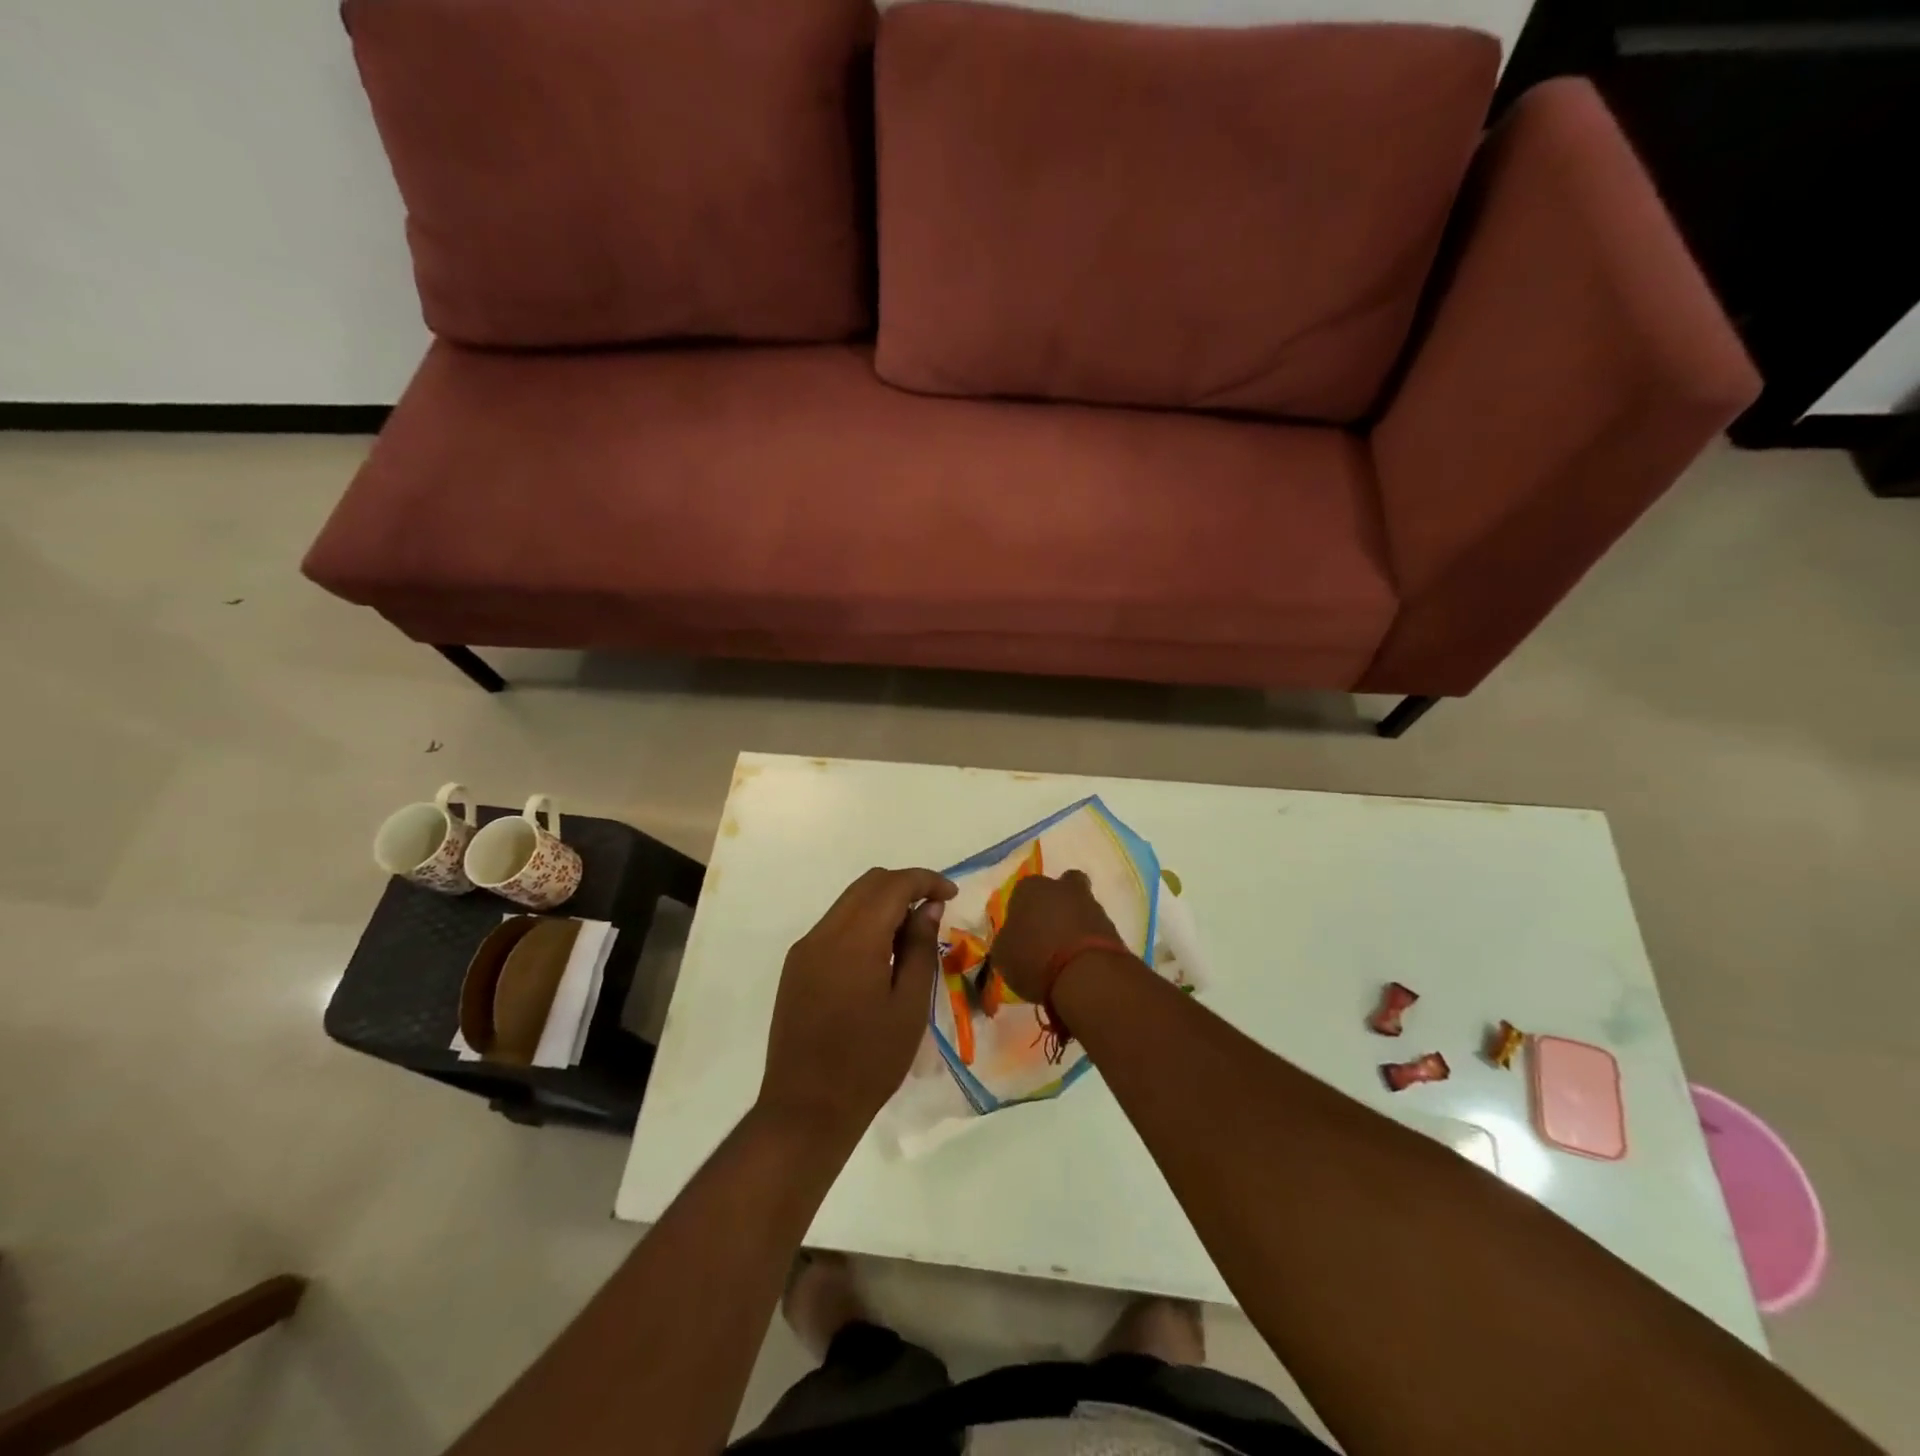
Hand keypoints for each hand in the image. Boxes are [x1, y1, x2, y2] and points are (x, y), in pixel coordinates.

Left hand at [759, 867, 957, 1142]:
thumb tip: (928, 908)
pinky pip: (834, 926)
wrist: (806, 1109)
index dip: (926, 881)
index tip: (952, 896)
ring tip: (911, 936)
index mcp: (854, 940)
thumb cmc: (869, 1062)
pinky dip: (863, 924)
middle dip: (905, 887)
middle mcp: (823, 933)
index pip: (893, 885)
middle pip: (868, 884)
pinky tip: (881, 955)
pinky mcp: (796, 967)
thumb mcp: (909, 1005)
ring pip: (849, 902)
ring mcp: (805, 949)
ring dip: (883, 904)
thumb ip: (919, 948)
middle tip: (935, 911)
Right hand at [992, 870, 1127, 1002]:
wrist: (1086, 974)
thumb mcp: (1002, 955)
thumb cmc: (1034, 957)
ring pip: (1080, 907)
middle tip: (1046, 931)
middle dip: (1055, 904)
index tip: (1020, 931)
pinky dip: (1088, 942)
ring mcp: (1091, 905)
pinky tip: (1079, 963)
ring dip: (1074, 924)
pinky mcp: (1113, 927)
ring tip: (1064, 955)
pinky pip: (1095, 929)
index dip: (1020, 910)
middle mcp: (1062, 888)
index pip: (1021, 891)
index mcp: (1030, 888)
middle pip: (1060, 888)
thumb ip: (1006, 941)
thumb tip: (1010, 940)